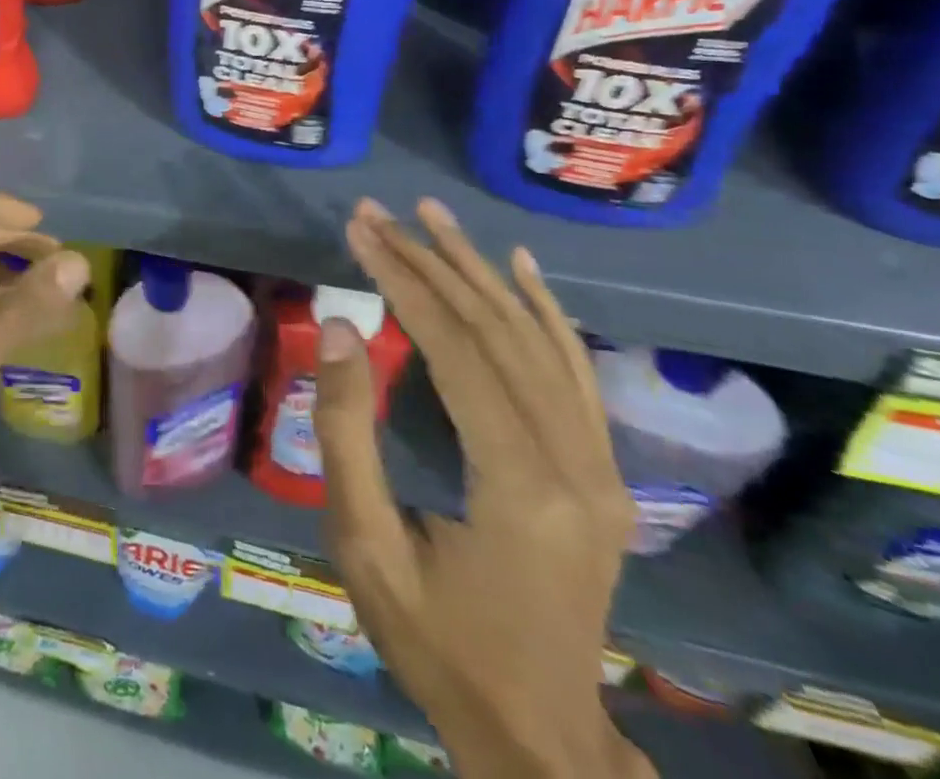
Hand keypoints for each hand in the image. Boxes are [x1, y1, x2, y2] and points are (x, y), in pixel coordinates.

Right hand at [314, 198, 651, 778]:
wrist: (538, 737)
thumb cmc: (436, 642)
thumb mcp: (366, 545)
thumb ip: (346, 432)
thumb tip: (336, 328)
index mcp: (519, 486)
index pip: (456, 350)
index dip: (402, 281)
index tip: (359, 231)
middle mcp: (576, 466)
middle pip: (498, 334)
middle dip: (431, 263)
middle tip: (380, 213)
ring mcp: (601, 470)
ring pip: (539, 342)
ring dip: (481, 272)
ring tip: (435, 218)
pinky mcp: (604, 475)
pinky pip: (574, 374)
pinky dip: (546, 312)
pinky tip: (521, 270)